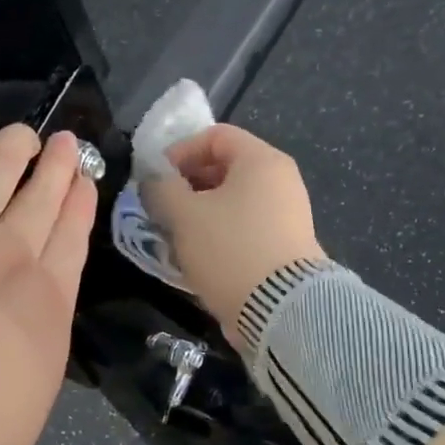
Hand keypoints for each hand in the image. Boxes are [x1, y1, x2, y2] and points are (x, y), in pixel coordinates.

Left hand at [0, 125, 95, 444]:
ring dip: (14, 149)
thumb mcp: (30, 406)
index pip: (72, 238)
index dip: (79, 204)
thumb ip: (35, 354)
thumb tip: (27, 331)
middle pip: (42, 197)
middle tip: (64, 143)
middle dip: (58, 166)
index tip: (83, 180)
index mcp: (47, 302)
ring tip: (23, 136)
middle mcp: (10, 254)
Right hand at [139, 124, 326, 346]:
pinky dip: (221, 232)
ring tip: (176, 235)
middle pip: (226, 167)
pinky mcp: (287, 246)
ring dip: (201, 212)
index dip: (180, 151)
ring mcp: (288, 214)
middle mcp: (281, 180)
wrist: (282, 309)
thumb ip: (162, 189)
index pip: (216, 135)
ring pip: (234, 200)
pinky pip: (246, 226)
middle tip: (162, 208)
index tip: (156, 179)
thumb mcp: (184, 215)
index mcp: (261, 160)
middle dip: (188, 184)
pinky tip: (201, 256)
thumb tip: (155, 180)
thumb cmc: (230, 249)